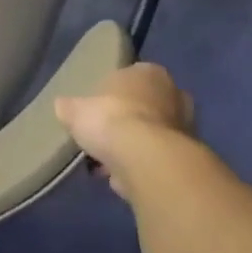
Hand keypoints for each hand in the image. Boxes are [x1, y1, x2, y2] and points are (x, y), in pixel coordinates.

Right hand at [54, 63, 194, 201]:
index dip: (112, 94)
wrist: (148, 161)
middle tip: (106, 137)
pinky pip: (159, 161)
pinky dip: (144, 168)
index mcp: (149, 72)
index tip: (98, 110)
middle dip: (129, 121)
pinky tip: (124, 180)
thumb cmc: (111, 120)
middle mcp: (174, 94)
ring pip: (155, 136)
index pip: (130, 77)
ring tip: (109, 165)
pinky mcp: (189, 159)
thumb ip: (70, 107)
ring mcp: (187, 128)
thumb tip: (62, 106)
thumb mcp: (75, 110)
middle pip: (146, 106)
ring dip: (136, 148)